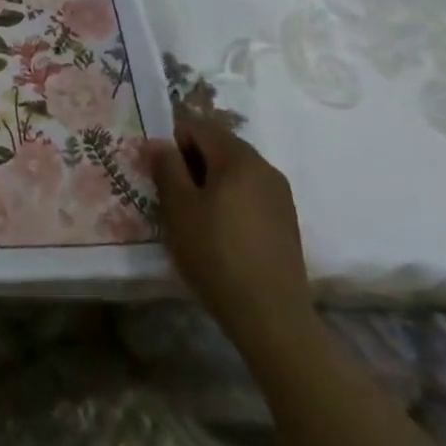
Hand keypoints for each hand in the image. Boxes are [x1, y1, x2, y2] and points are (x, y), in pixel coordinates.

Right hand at [150, 118, 313, 346]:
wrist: (272, 318)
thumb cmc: (217, 255)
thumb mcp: (179, 208)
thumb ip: (167, 167)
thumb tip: (159, 143)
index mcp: (238, 157)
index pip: (197, 126)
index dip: (172, 143)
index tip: (161, 175)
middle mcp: (264, 166)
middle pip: (218, 146)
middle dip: (192, 162)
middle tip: (173, 196)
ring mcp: (280, 195)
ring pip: (235, 171)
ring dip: (211, 182)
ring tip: (195, 216)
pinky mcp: (286, 221)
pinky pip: (250, 193)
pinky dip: (230, 200)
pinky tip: (221, 233)